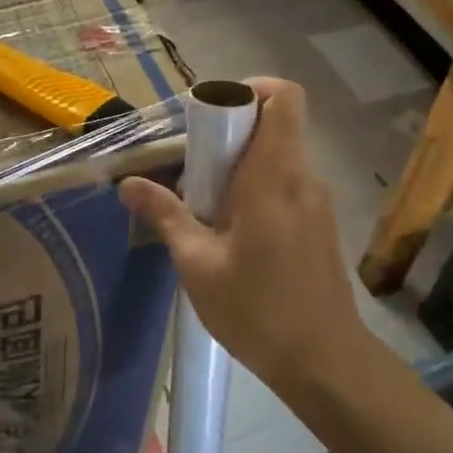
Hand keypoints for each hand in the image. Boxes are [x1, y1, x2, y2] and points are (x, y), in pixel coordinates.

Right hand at [120, 79, 365, 393]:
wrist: (324, 364)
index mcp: (275, 176)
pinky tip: (231, 230)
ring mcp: (317, 201)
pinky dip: (257, 186)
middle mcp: (303, 178)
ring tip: (204, 203)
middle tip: (192, 166)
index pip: (282, 97)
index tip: (210, 115)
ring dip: (241, 163)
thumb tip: (128, 183)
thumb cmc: (257, 310)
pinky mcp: (320, 224)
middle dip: (231, 131)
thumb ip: (165, 215)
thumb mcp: (197, 264)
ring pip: (279, 154)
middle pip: (275, 123)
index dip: (248, 88)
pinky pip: (286, 182)